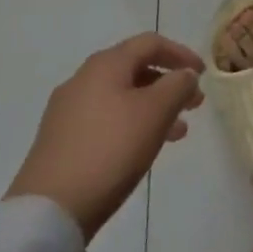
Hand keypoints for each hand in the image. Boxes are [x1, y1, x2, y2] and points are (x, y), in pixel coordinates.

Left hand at [5, 32, 205, 239]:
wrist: (49, 208)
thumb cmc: (110, 149)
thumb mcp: (156, 112)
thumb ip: (177, 85)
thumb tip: (184, 74)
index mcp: (105, 65)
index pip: (150, 43)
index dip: (181, 53)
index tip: (203, 74)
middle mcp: (83, 79)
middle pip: (134, 69)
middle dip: (169, 83)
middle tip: (194, 105)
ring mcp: (67, 111)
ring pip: (121, 96)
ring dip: (153, 107)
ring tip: (177, 133)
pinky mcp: (60, 140)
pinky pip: (106, 119)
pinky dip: (131, 123)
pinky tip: (142, 148)